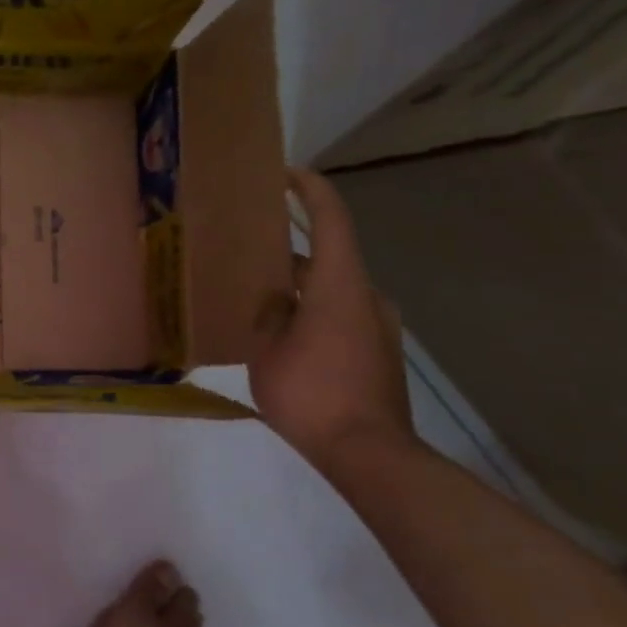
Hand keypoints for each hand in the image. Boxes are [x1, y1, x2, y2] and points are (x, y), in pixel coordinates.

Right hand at [249, 169, 414, 471]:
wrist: (368, 452)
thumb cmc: (312, 393)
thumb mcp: (267, 350)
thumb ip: (268, 314)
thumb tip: (273, 301)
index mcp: (339, 286)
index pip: (331, 220)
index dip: (311, 190)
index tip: (286, 173)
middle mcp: (366, 296)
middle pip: (327, 257)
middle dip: (289, 250)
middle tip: (248, 249)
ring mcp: (377, 326)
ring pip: (331, 289)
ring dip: (298, 286)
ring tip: (257, 295)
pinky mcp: (378, 352)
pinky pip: (339, 314)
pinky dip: (311, 310)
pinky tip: (281, 332)